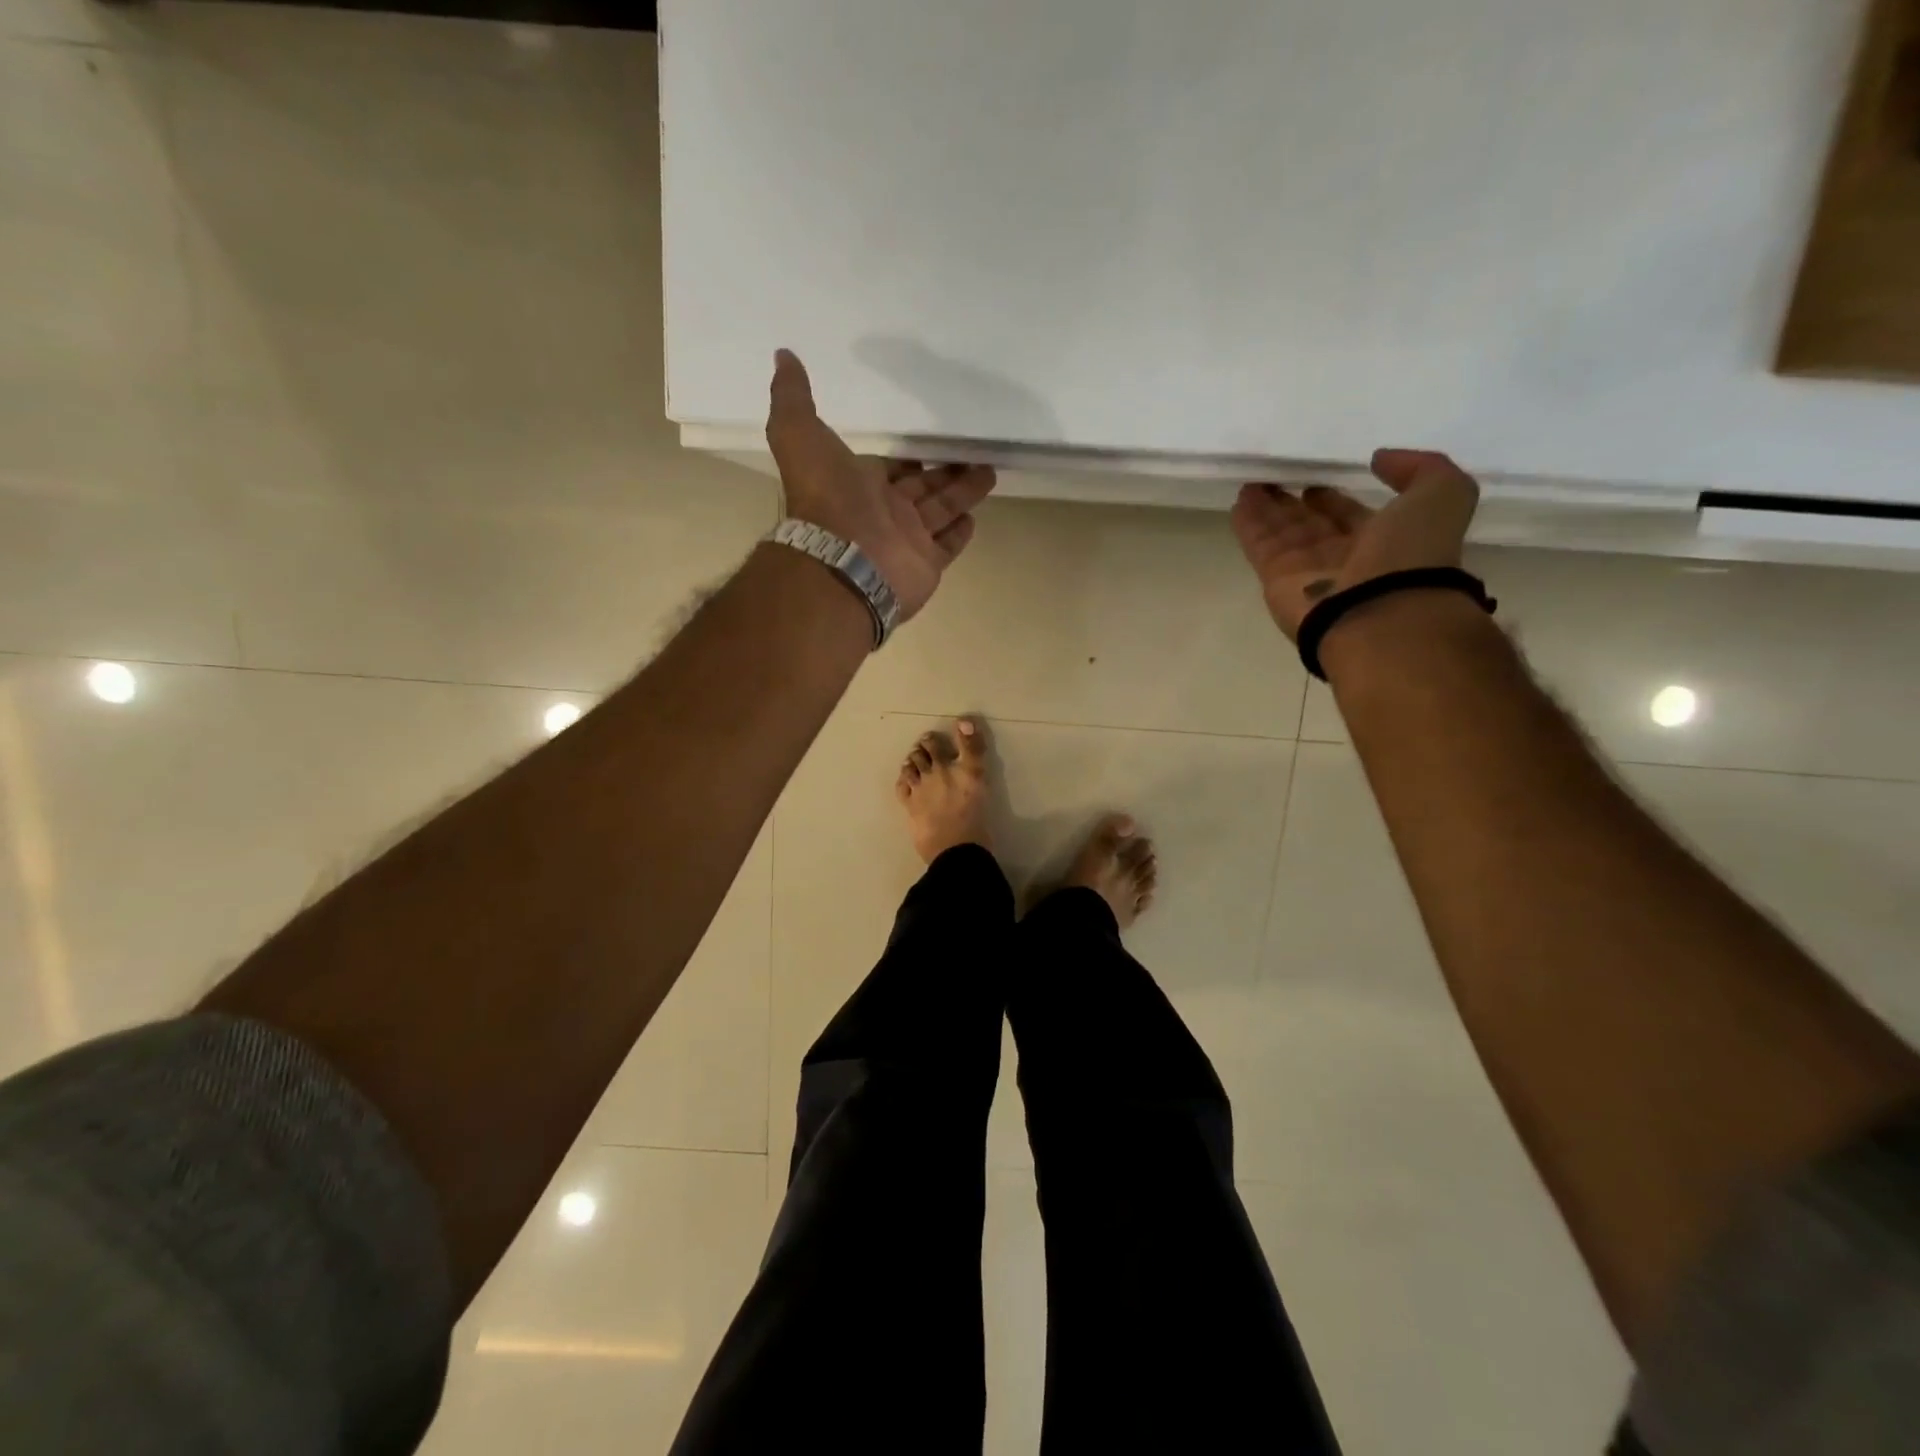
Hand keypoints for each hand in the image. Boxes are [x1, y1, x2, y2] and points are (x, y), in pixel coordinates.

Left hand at [765, 349, 995, 620]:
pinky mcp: (927, 564)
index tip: (930, 438)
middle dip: (945, 470)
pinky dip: (960, 532)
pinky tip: (975, 515)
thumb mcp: (798, 434)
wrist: (842, 561)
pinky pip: (947, 544)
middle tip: (973, 449)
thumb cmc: (826, 497)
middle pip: (922, 486)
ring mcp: (907, 540)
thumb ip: (793, 397)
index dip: (909, 454)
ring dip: (963, 492)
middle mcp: (884, 511)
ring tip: (989, 470)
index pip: (891, 465)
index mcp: (858, 483)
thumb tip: (783, 355)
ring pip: (941, 510)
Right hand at [1230, 448, 1480, 641]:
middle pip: (1311, 525)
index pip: (1350, 516)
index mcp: (1383, 541)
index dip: (1334, 499)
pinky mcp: (1277, 581)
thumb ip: (1420, 469)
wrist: (1379, 614)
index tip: (1316, 483)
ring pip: (1283, 533)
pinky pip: (1260, 546)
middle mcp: (1344, 557)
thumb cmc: (1412, 554)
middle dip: (1293, 504)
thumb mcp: (1443, 496)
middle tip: (1273, 481)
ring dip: (1267, 510)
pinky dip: (1249, 525)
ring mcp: (1308, 572)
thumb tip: (1378, 460)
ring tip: (1251, 485)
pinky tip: (1239, 503)